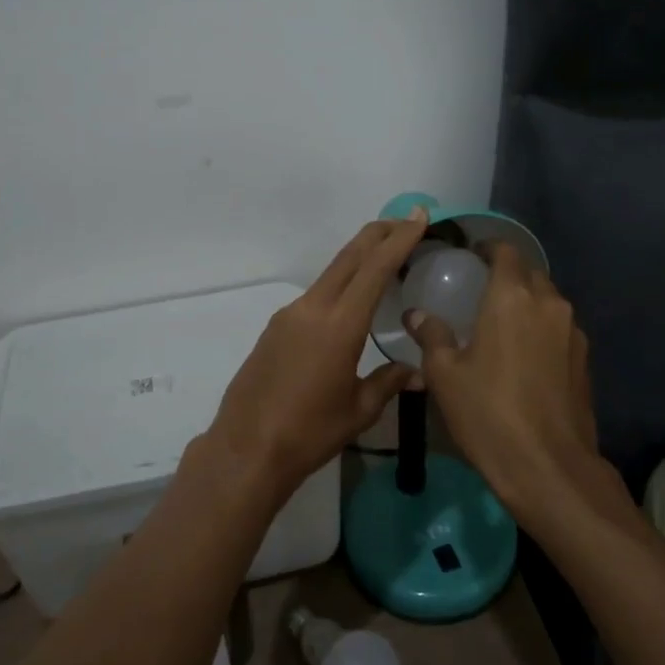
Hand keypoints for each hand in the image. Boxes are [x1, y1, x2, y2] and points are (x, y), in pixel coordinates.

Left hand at [208, 210, 431, 497]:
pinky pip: (314, 296)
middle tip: (404, 221)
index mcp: (339, 324)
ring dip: (357, 260)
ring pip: (330, 274)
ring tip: (383, 261)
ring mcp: (289, 316)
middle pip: (349, 257)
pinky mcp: (275, 328)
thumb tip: (418, 372)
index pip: (375, 268)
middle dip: (378, 234)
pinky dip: (338, 286)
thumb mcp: (359, 410)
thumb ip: (389, 382)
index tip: (417, 215)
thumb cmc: (309, 432)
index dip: (399, 239)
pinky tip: (349, 304)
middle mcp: (312, 308)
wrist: (246, 448)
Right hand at [405, 241, 600, 521]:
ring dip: (527, 301)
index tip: (471, 254)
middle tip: (481, 288)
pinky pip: (559, 328)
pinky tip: (523, 353)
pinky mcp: (584, 361)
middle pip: (530, 273)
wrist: (549, 467)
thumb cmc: (488, 412)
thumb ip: (431, 335)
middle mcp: (548, 304)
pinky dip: (541, 328)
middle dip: (508, 273)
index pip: (506, 252)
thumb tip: (416, 314)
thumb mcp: (444, 375)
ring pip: (548, 301)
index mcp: (512, 298)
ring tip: (501, 321)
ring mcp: (572, 333)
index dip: (488, 247)